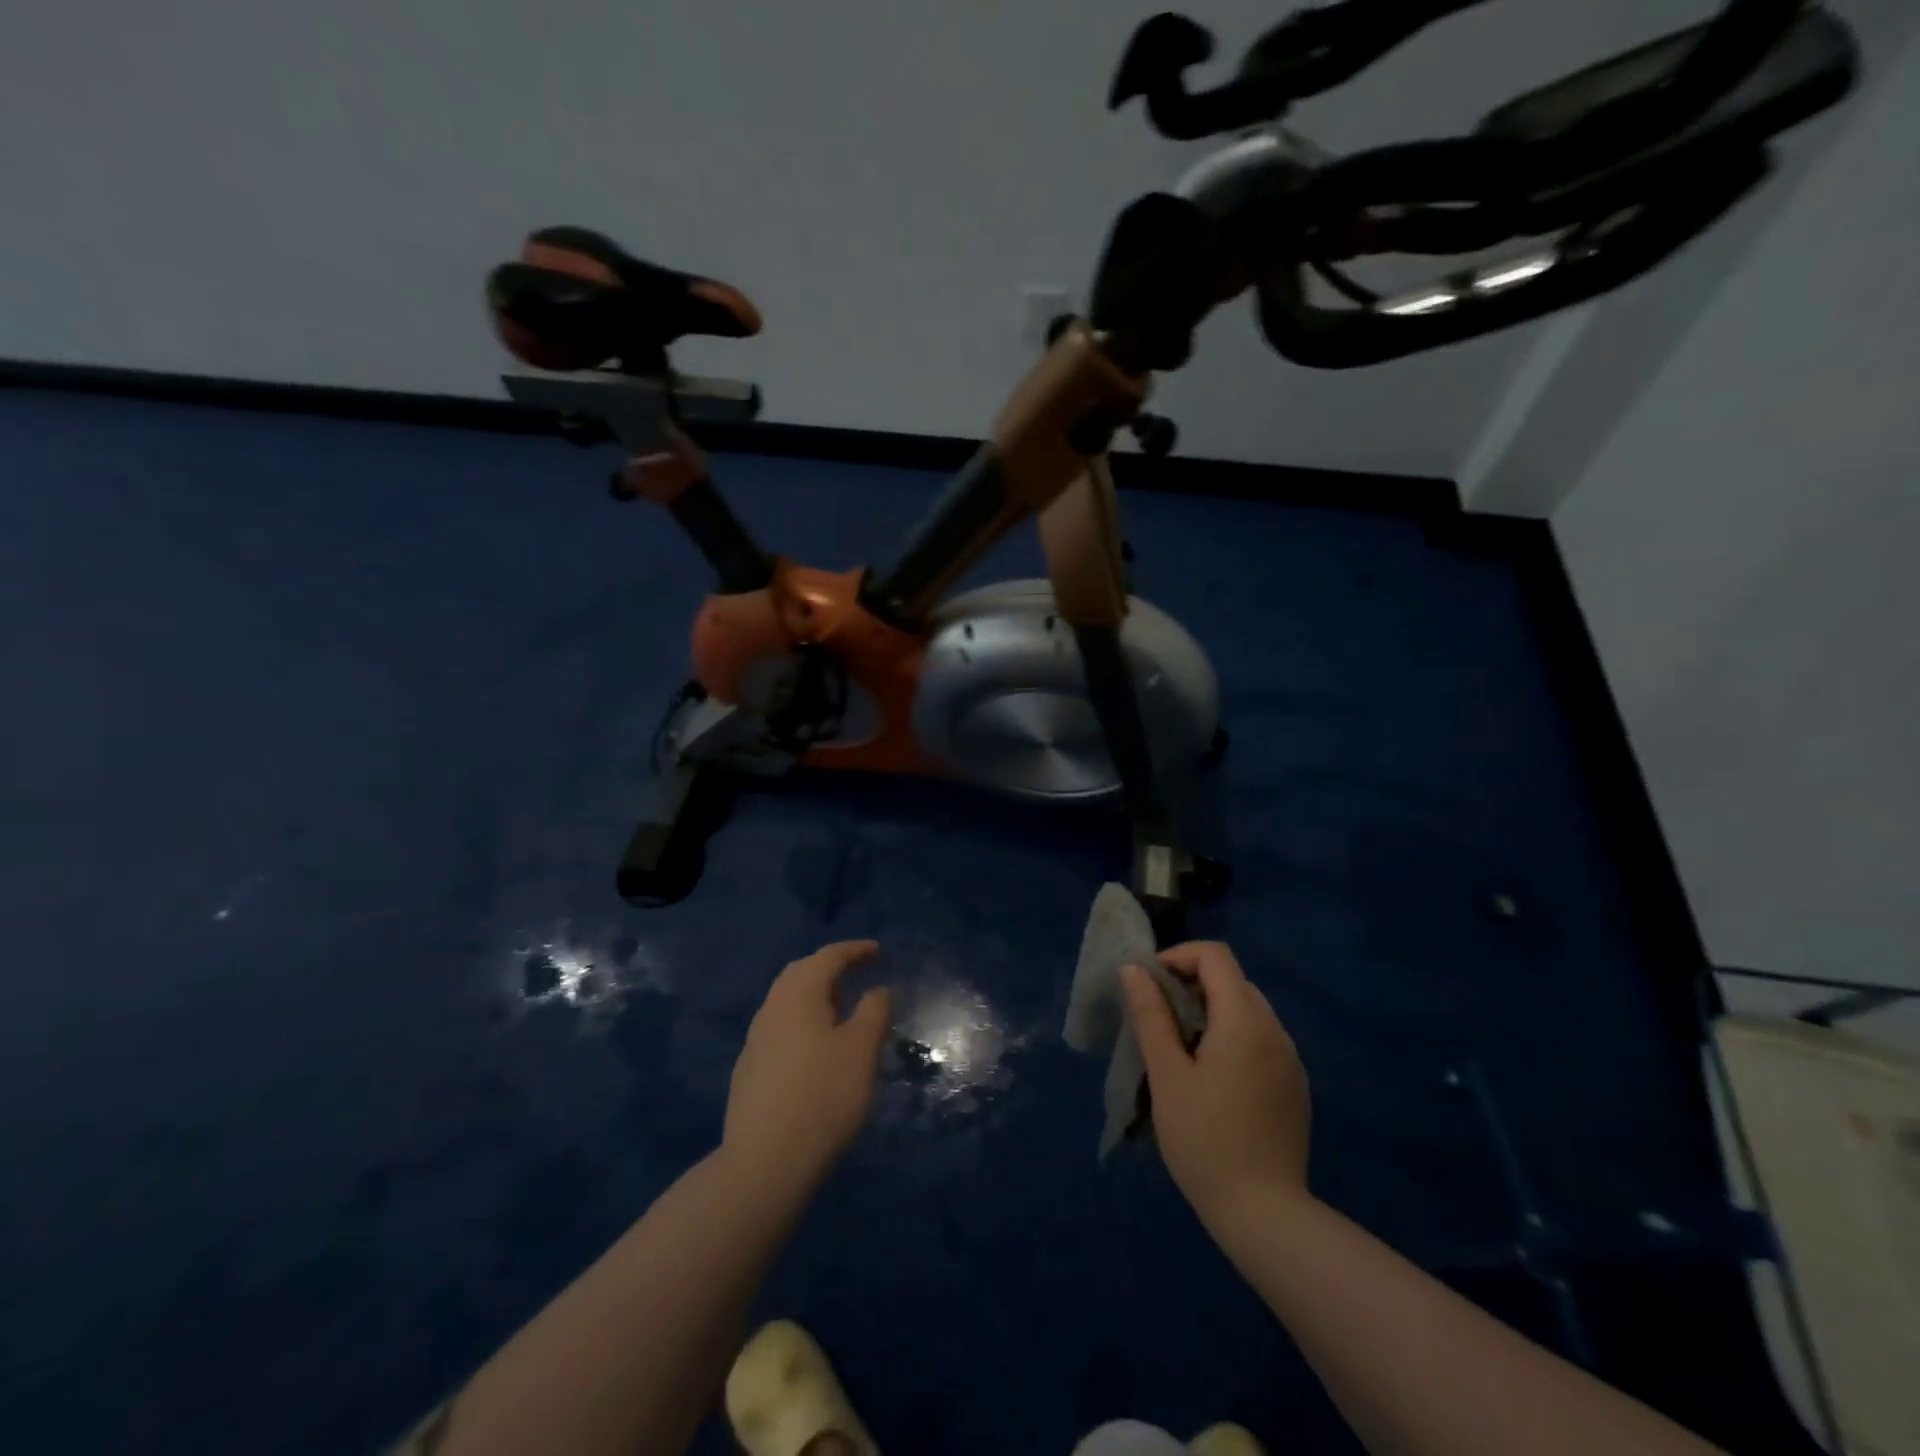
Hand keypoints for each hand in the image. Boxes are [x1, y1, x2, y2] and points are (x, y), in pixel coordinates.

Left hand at [723, 940, 892, 1190]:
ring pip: (787, 1002)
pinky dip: (803, 1023)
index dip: (854, 950)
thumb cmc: (823, 1096)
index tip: (878, 951)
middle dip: (830, 968)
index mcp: (798, 995)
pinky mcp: (749, 1072)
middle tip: (858, 974)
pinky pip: (780, 1029)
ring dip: (815, 997)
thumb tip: (878, 990)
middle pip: (800, 974)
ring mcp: (755, 1041)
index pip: (828, 957)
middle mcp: (771, 1009)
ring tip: (841, 1010)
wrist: (764, 1163)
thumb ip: (874, 1012)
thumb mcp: (862, 1050)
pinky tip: (816, 1049)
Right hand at [1123, 942, 1311, 1227]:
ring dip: (1212, 1011)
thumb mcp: (1166, 1074)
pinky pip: (1261, 1039)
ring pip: (1248, 1009)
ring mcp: (1290, 1059)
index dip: (1178, 957)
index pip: (1215, 955)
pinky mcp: (1295, 1086)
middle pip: (1232, 980)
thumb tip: (1134, 969)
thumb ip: (1151, 1015)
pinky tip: (1213, 1077)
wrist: (1264, 1214)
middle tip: (1159, 1017)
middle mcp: (1275, 1030)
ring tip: (1181, 1048)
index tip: (1150, 986)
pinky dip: (1232, 1036)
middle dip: (1191, 984)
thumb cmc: (1204, 1139)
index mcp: (1244, 1020)